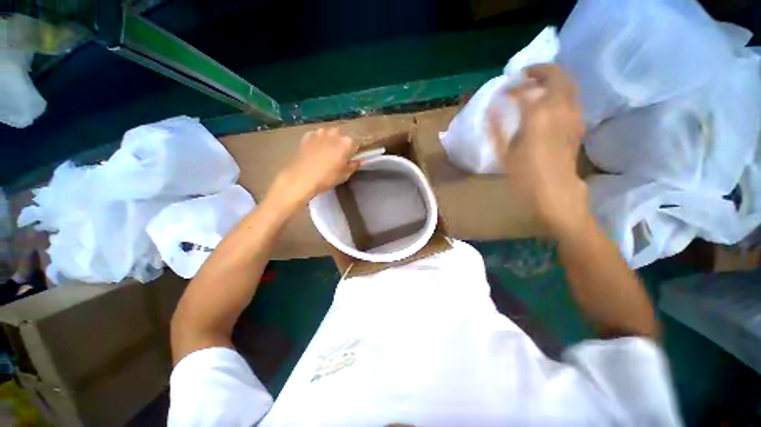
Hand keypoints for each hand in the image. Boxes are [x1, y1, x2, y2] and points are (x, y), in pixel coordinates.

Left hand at [270, 128, 359, 208]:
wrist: (301, 177)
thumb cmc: (327, 178)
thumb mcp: (344, 175)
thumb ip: (354, 166)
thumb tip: (360, 161)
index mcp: (347, 143)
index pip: (357, 143)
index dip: (355, 150)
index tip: (353, 157)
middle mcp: (335, 133)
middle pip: (343, 136)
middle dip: (343, 143)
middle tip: (340, 155)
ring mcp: (320, 132)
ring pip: (330, 134)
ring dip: (331, 140)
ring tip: (327, 152)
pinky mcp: (308, 135)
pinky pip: (318, 135)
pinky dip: (319, 140)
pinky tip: (316, 150)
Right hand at [489, 64, 590, 237]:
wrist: (556, 195)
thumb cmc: (525, 178)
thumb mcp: (504, 155)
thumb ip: (497, 128)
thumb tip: (492, 107)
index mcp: (538, 117)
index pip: (527, 89)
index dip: (513, 85)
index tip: (503, 89)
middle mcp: (561, 110)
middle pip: (557, 76)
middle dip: (540, 71)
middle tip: (523, 78)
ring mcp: (573, 117)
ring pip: (569, 85)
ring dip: (552, 80)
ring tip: (535, 87)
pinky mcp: (578, 126)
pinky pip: (572, 99)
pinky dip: (560, 92)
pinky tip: (548, 104)